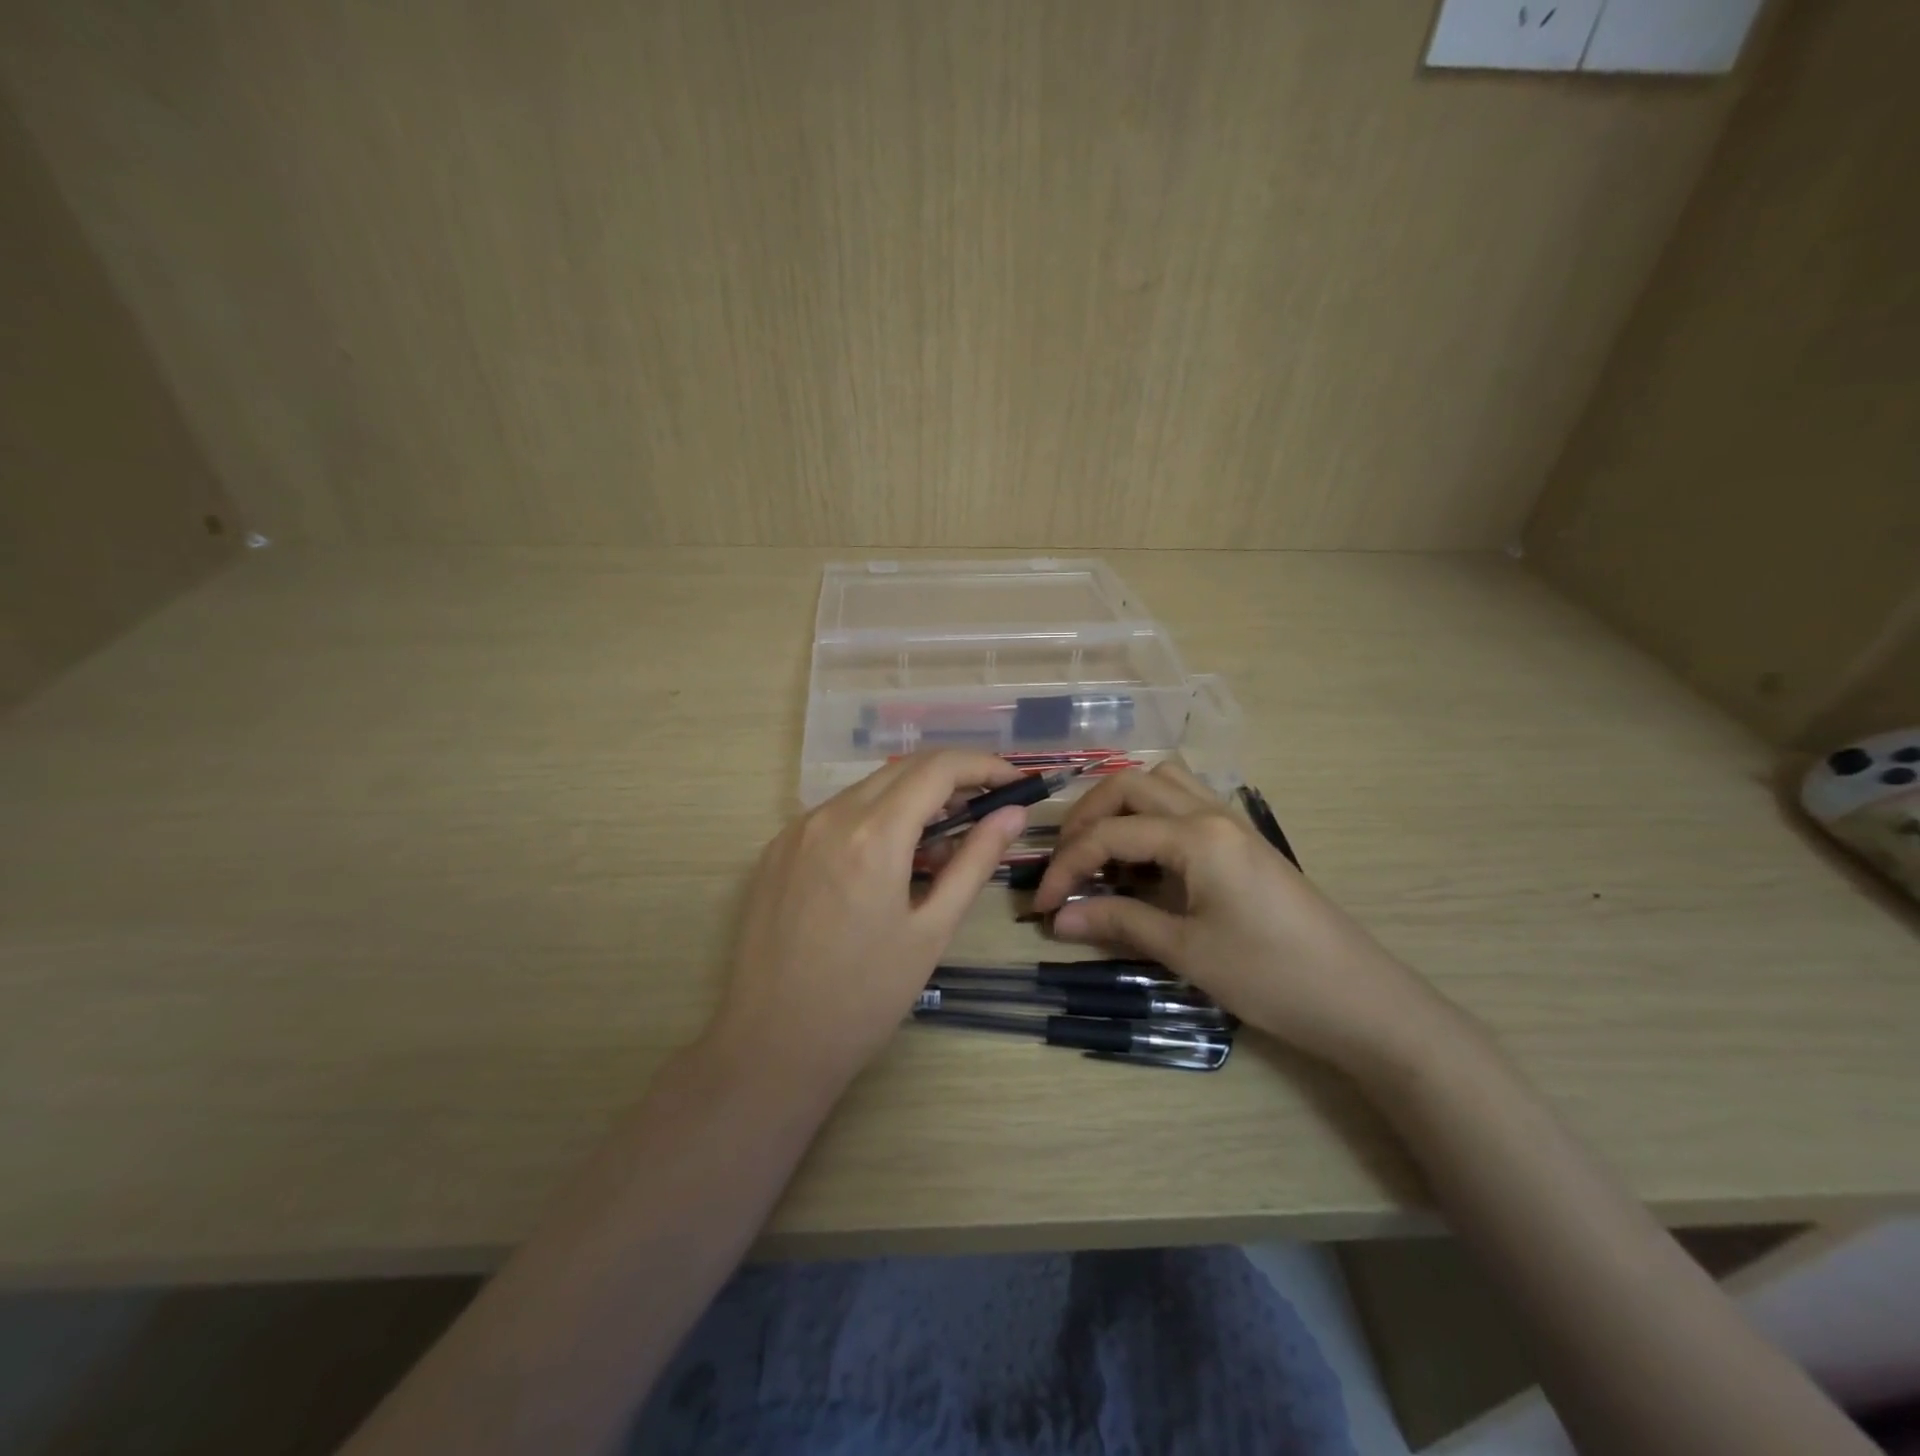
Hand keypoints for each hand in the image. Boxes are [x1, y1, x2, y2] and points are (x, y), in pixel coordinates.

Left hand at [709, 751, 1028, 1091]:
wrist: (772, 1043)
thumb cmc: (865, 997)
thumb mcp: (932, 931)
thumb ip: (974, 862)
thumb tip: (1013, 814)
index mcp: (872, 834)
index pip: (938, 769)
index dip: (983, 766)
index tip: (1013, 782)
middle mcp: (829, 816)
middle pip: (903, 770)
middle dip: (953, 779)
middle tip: (986, 811)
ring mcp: (796, 830)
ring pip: (869, 789)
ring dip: (912, 800)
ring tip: (940, 844)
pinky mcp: (776, 849)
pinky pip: (837, 814)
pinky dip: (874, 819)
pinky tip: (888, 860)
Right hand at [1031, 762, 1450, 1074]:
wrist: (1361, 1000)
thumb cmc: (1271, 976)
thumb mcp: (1187, 951)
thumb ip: (1118, 923)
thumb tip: (1058, 918)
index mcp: (1197, 835)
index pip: (1110, 834)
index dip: (1067, 865)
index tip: (1041, 904)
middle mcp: (1212, 812)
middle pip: (1131, 785)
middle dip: (1087, 816)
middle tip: (1066, 860)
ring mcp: (1232, 822)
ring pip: (1162, 782)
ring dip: (1121, 806)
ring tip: (1102, 850)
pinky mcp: (1244, 841)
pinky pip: (1186, 803)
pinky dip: (1152, 816)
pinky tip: (1145, 858)